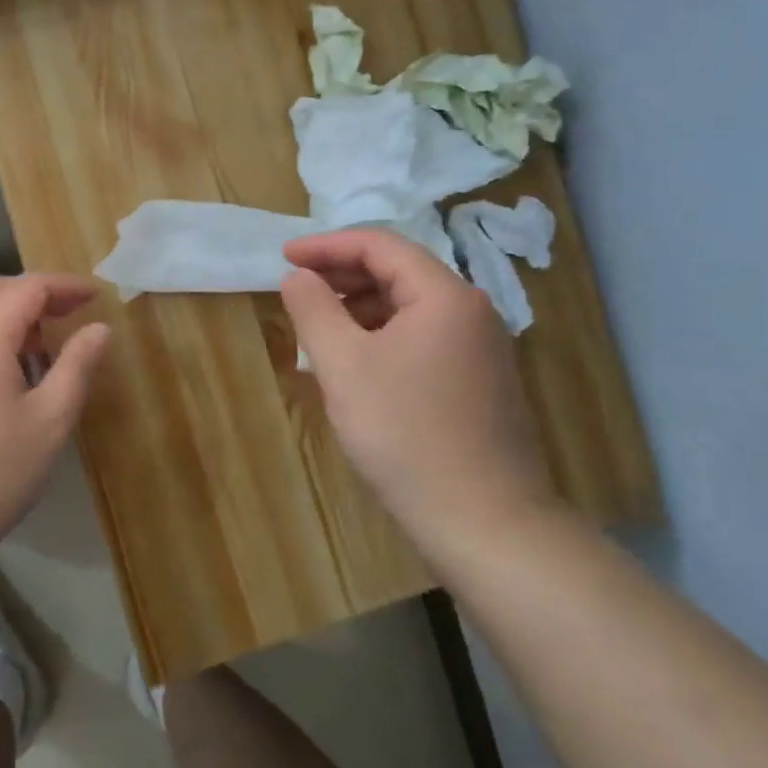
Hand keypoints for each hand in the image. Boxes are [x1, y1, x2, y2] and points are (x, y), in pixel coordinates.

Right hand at [280, 228, 554, 564]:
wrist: (484, 522)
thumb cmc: (406, 434)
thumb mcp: (344, 366)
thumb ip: (314, 309)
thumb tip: (297, 276)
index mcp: (444, 296)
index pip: (380, 245)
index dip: (326, 245)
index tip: (284, 256)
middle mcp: (470, 311)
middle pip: (398, 272)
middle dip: (342, 275)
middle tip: (296, 290)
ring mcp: (480, 348)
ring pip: (409, 307)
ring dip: (360, 307)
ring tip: (318, 328)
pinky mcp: (479, 381)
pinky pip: (421, 337)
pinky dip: (381, 336)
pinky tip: (354, 363)